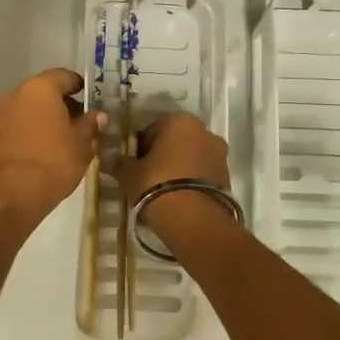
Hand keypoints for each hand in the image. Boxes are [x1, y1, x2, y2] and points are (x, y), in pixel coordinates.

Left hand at [0, 69, 104, 236]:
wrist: (9, 195)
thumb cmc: (52, 161)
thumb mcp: (82, 144)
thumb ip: (90, 125)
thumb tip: (98, 115)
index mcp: (39, 88)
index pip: (64, 76)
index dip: (80, 86)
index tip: (92, 100)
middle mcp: (16, 95)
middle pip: (44, 93)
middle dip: (63, 105)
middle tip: (82, 123)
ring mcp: (1, 116)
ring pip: (30, 111)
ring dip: (47, 120)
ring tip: (66, 140)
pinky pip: (19, 128)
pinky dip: (33, 133)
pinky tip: (47, 152)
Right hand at [115, 113, 234, 247]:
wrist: (193, 219)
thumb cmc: (156, 184)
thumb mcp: (129, 173)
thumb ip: (120, 163)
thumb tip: (112, 160)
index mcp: (180, 121)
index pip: (152, 127)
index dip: (139, 145)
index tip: (132, 162)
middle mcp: (204, 131)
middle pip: (175, 140)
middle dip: (162, 154)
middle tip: (146, 175)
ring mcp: (219, 154)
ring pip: (190, 156)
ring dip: (178, 168)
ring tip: (162, 190)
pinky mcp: (226, 176)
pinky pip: (202, 173)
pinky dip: (190, 181)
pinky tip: (177, 198)